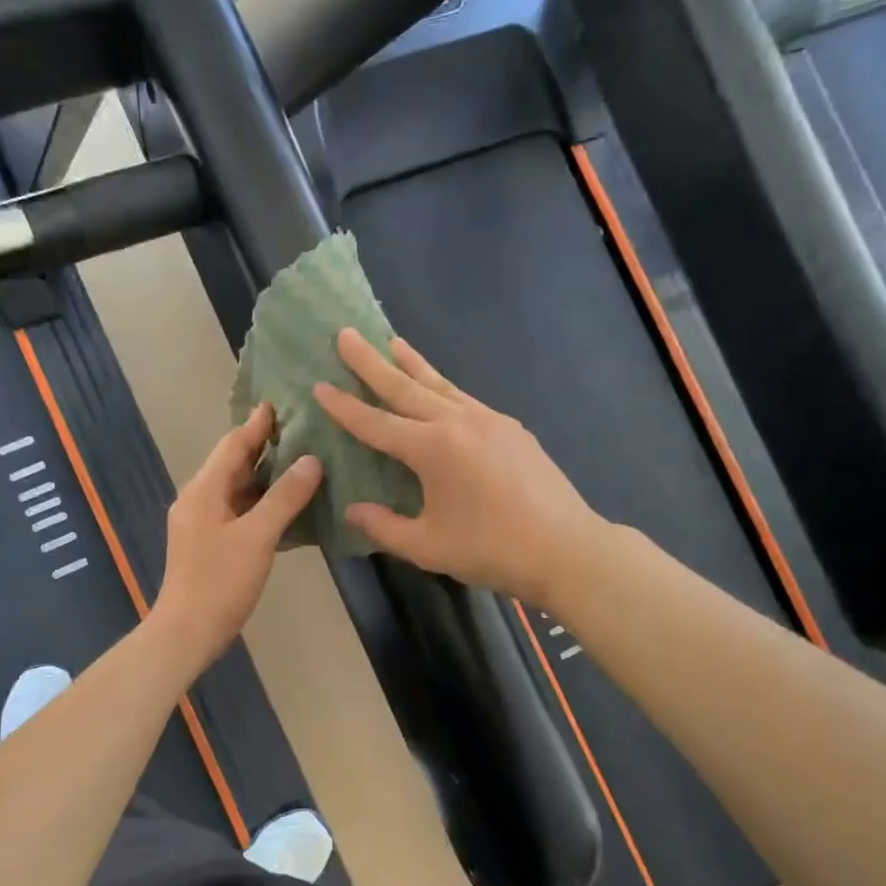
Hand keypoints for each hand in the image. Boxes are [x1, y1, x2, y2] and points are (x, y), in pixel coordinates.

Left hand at [151, 403, 322, 670]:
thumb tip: (311, 460)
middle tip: (300, 429)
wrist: (188, 631)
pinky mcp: (210, 544)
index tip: (280, 402)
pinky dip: (262, 503)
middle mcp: (199, 499)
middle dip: (264, 446)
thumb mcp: (257, 536)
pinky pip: (239, 512)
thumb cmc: (220, 581)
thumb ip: (285, 497)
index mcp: (204, 490)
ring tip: (301, 461)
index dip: (257, 424)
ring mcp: (203, 523)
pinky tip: (288, 505)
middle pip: (233, 464)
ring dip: (265, 476)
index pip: (233, 445)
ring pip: (237, 489)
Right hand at [314, 329, 600, 607]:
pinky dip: (442, 387)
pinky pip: (464, 398)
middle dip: (371, 362)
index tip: (319, 386)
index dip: (345, 408)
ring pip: (440, 384)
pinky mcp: (510, 428)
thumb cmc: (491, 550)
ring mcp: (488, 420)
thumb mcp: (427, 547)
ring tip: (391, 341)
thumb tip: (353, 509)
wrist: (566, 548)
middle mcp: (458, 422)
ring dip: (411, 363)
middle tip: (345, 335)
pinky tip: (437, 389)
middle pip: (405, 387)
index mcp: (432, 449)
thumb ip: (384, 526)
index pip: (376, 424)